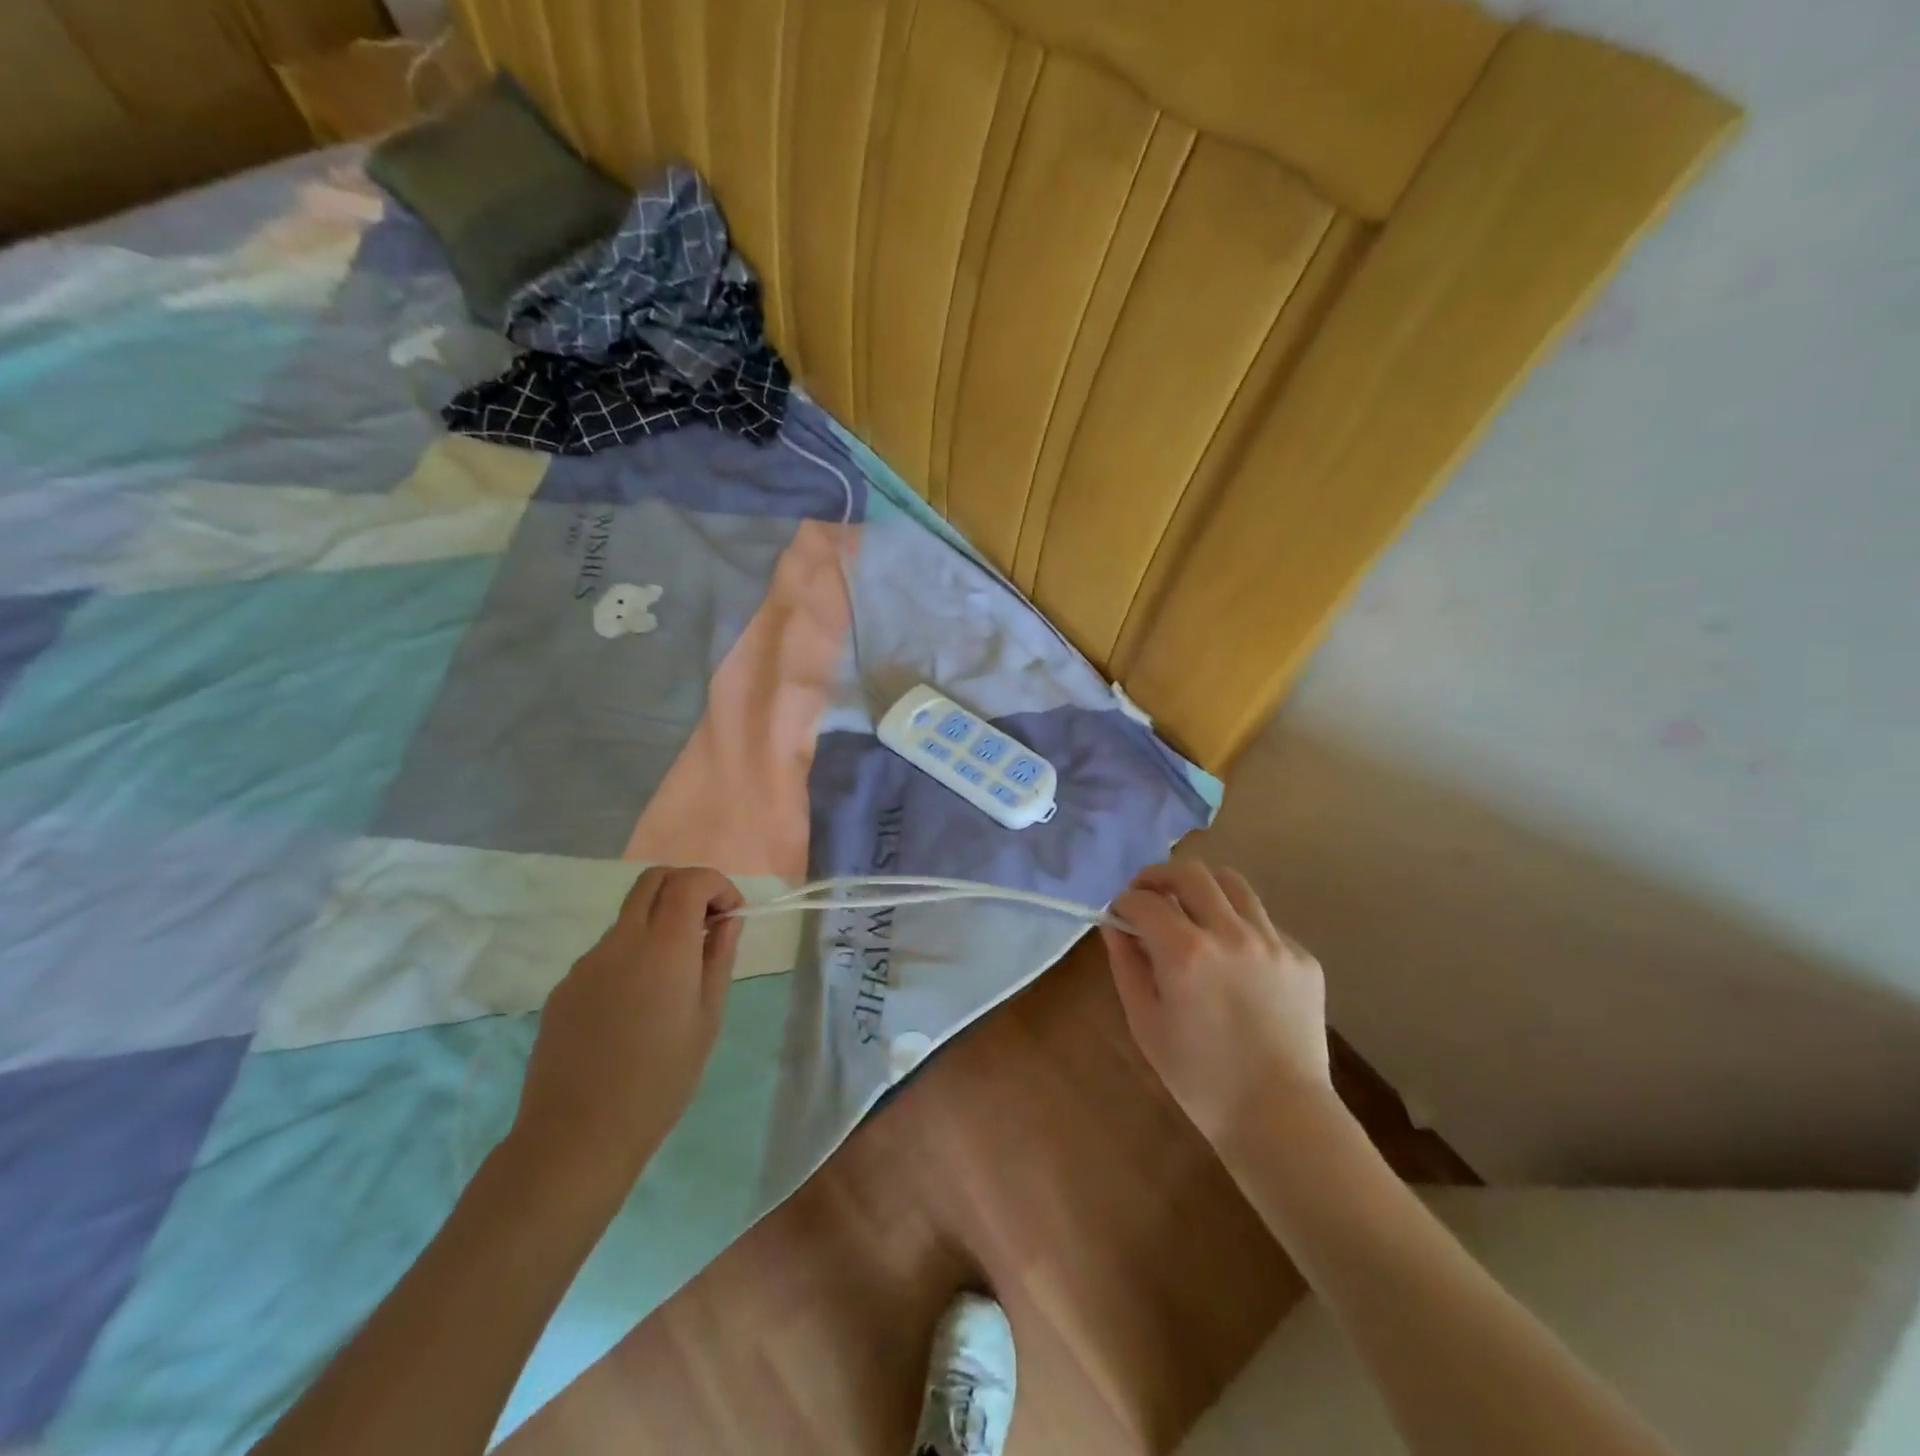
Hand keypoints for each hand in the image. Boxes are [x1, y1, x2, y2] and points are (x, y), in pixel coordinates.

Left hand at [511, 866, 742, 1190]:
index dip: (717, 885)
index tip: (731, 916)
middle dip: (687, 887)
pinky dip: (632, 956)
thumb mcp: (708, 1019)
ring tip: (674, 980)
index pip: (689, 880)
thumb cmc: (661, 1080)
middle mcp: (620, 941)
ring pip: (629, 917)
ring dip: (659, 924)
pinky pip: (607, 953)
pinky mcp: (565, 987)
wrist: (577, 1136)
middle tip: (706, 925)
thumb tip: (726, 922)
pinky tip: (636, 1008)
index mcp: (663, 946)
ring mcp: (586, 962)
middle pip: (653, 880)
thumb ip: (718, 959)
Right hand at [1102, 860, 1329, 1147]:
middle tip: (1148, 893)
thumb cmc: (1199, 1077)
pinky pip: (1263, 922)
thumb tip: (1115, 926)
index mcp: (1185, 952)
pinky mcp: (1301, 958)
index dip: (1123, 902)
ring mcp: (1273, 942)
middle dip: (1159, 876)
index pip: (1144, 901)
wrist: (1279, 1116)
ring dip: (1202, 888)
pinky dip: (1238, 925)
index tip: (1119, 914)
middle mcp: (1230, 933)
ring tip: (1191, 909)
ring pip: (1232, 883)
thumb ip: (1127, 965)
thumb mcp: (1145, 1023)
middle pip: (1190, 872)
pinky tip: (1233, 958)